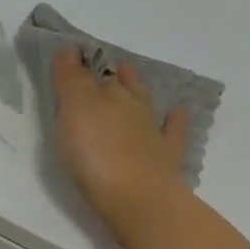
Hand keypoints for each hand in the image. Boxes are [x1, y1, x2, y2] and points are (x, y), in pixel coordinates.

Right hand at [52, 51, 190, 244]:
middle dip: (114, 76)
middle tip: (107, 66)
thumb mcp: (76, 110)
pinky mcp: (164, 160)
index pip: (96, 74)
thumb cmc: (98, 153)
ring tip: (132, 80)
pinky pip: (173, 132)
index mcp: (110, 96)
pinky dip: (175, 120)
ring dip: (139, 92)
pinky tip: (177, 113)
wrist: (138, 201)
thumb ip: (72, 78)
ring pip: (146, 106)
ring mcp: (154, 135)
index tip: (75, 57)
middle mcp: (134, 109)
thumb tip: (72, 48)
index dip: (84, 65)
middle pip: (123, 87)